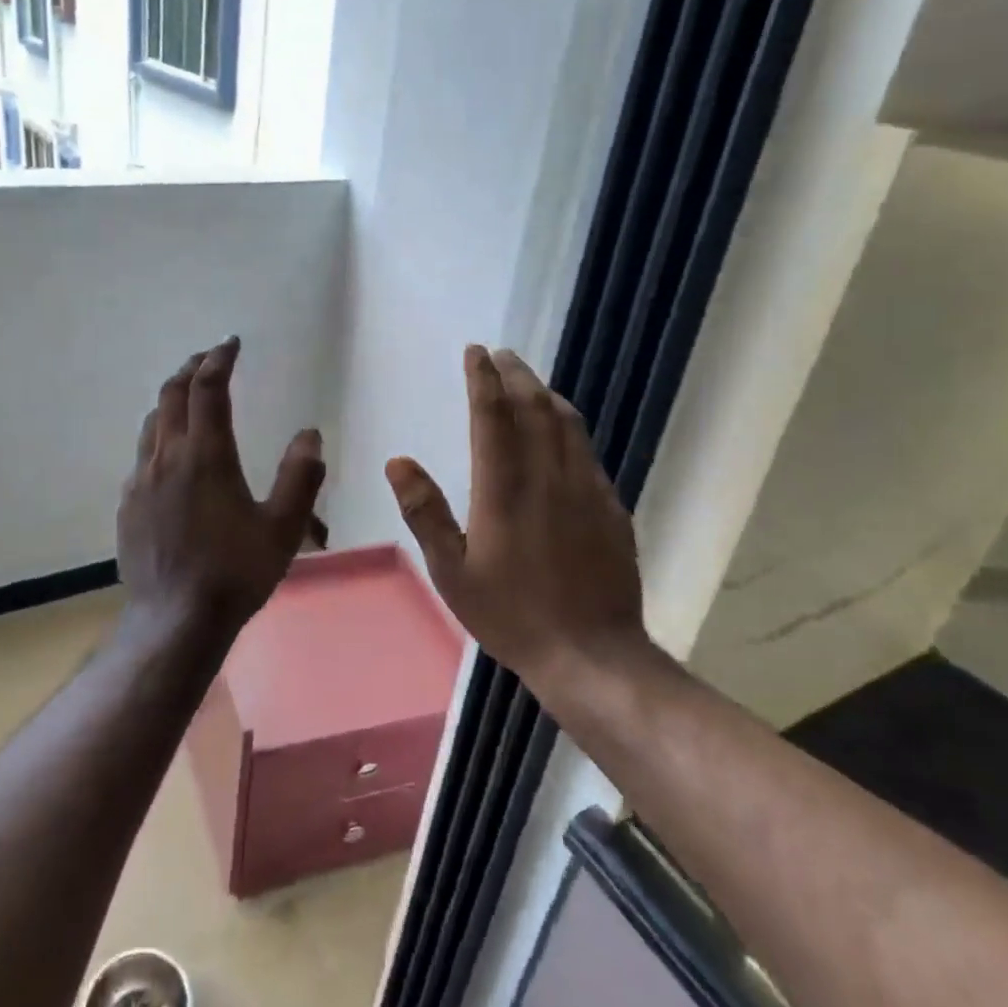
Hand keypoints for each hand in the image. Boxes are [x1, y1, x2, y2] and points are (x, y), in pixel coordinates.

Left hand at [118, 337, 326, 632]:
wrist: (175, 620)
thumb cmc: (235, 572)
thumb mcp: (284, 526)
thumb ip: (301, 476)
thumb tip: (310, 434)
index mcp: (206, 455)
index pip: (208, 388)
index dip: (219, 359)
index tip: (231, 344)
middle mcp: (167, 457)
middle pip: (172, 394)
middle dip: (192, 369)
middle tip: (210, 359)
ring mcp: (141, 480)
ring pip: (152, 422)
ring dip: (171, 399)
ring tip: (189, 396)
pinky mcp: (128, 505)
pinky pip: (142, 454)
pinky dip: (159, 434)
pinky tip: (170, 454)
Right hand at [385, 345, 647, 689]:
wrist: (592, 653)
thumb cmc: (511, 615)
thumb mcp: (452, 572)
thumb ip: (425, 513)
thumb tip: (398, 461)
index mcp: (503, 489)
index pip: (492, 415)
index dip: (483, 378)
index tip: (476, 352)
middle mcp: (547, 476)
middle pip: (533, 407)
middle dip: (516, 374)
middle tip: (502, 355)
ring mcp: (585, 489)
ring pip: (567, 423)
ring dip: (545, 394)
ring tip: (530, 381)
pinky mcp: (610, 507)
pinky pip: (587, 451)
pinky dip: (569, 427)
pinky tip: (564, 432)